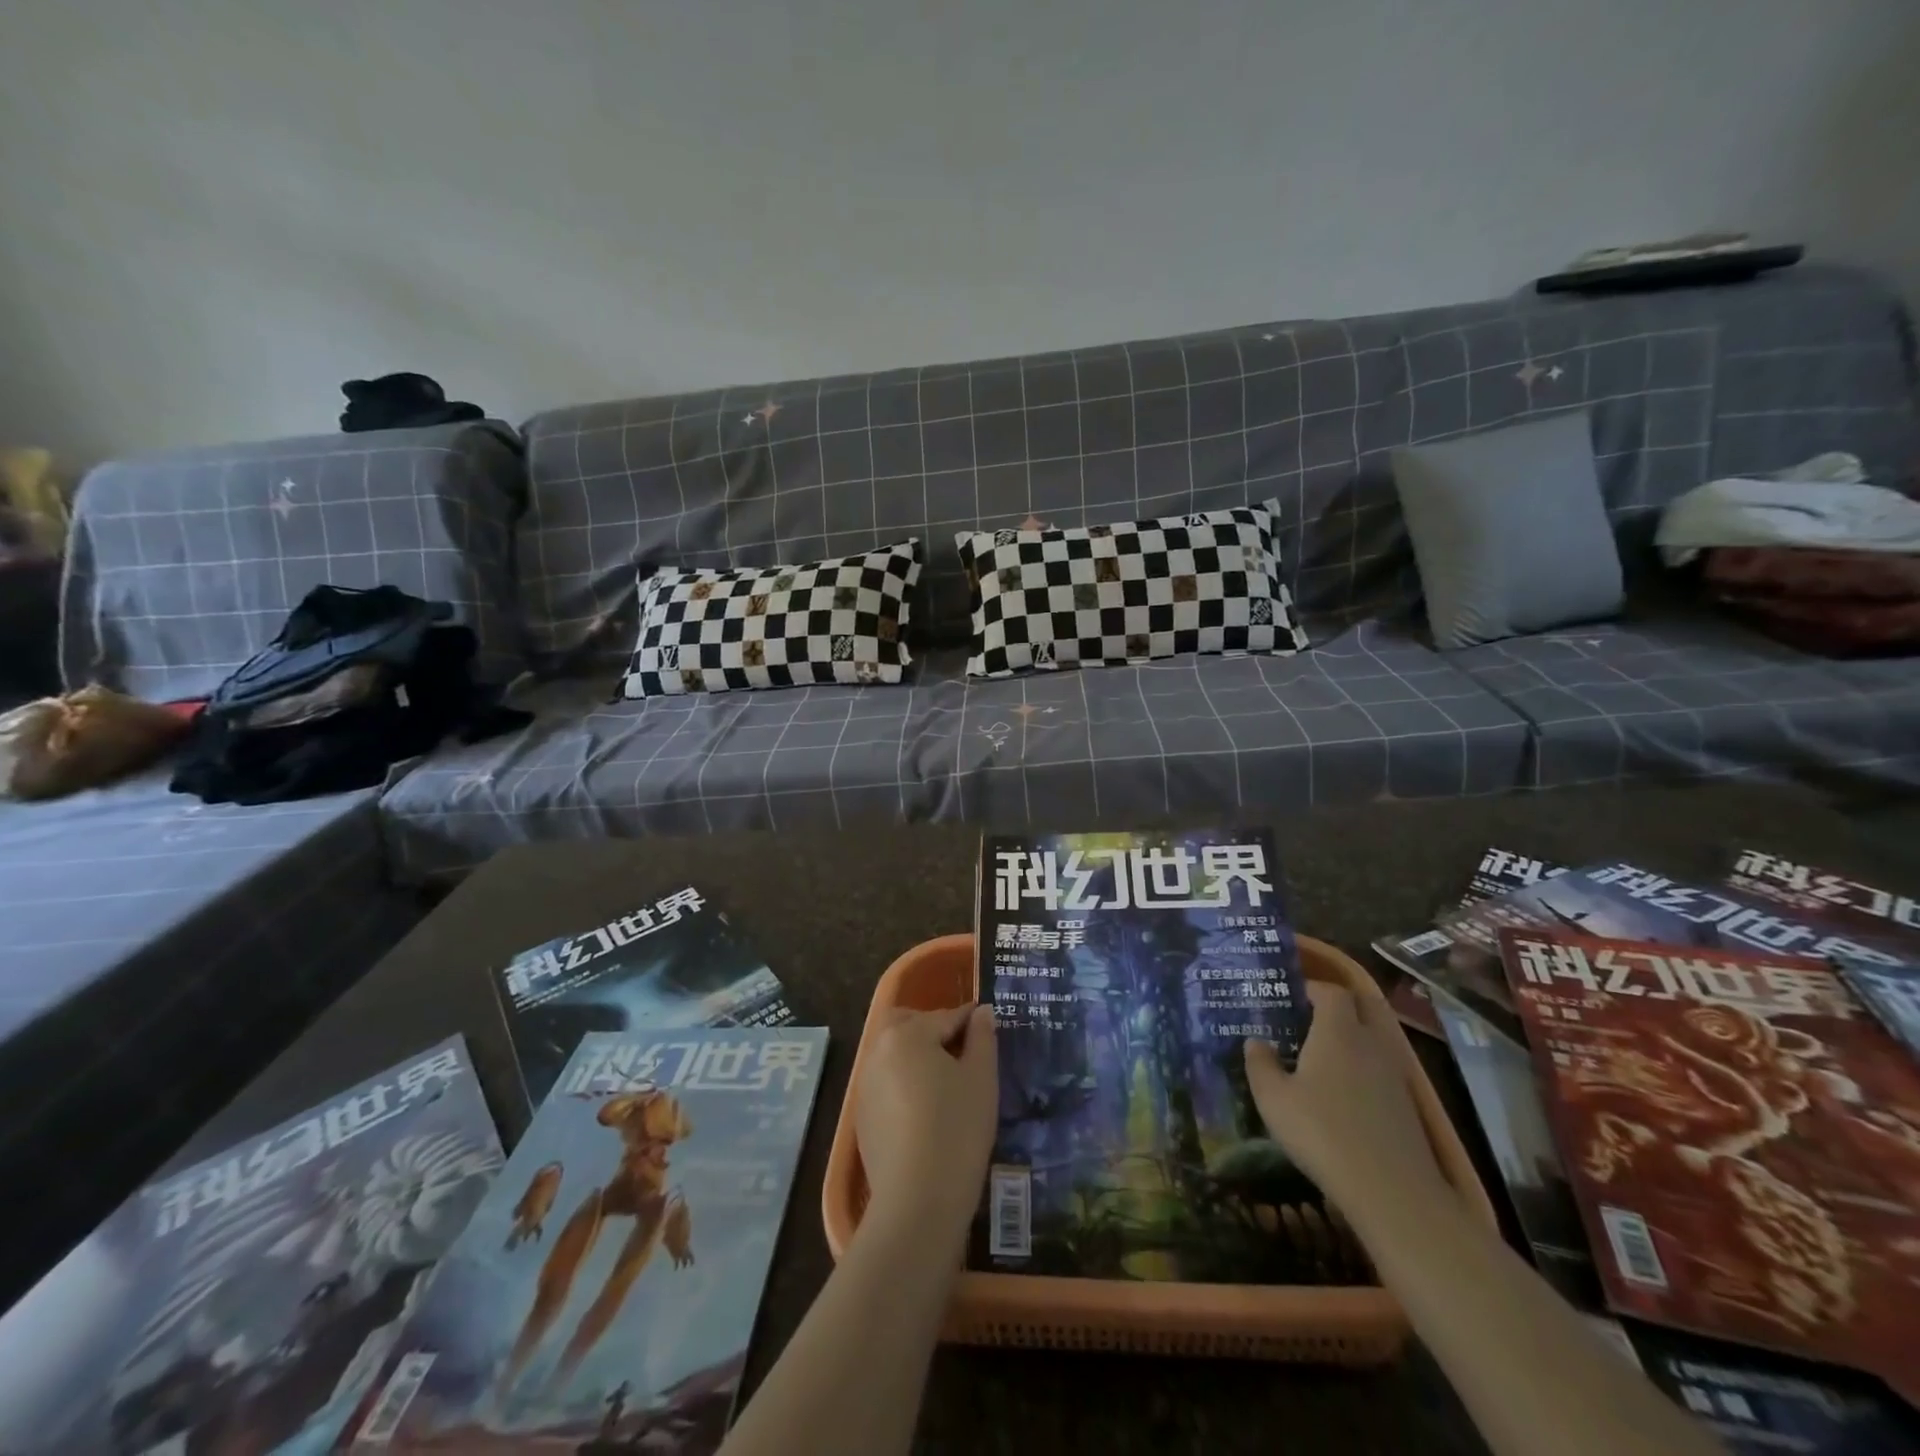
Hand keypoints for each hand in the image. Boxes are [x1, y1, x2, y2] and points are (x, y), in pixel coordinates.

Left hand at [855, 1004, 997, 1235]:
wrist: (916, 1202)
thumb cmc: (957, 1130)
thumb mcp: (981, 1079)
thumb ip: (982, 1038)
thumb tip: (982, 1012)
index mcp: (907, 1034)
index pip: (946, 1016)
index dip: (972, 1021)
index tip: (989, 1027)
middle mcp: (879, 1050)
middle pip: (907, 1023)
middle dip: (933, 1028)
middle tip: (963, 1051)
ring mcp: (865, 1084)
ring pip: (893, 1052)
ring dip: (917, 1055)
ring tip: (947, 1081)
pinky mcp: (862, 1115)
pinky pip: (886, 1082)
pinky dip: (905, 1082)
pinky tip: (926, 1109)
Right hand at [1244, 981, 1448, 1213]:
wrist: (1391, 1190)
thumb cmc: (1322, 1132)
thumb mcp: (1273, 1099)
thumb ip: (1260, 1064)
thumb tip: (1255, 1042)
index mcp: (1338, 1031)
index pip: (1331, 992)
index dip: (1312, 988)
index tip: (1291, 996)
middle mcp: (1371, 1042)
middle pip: (1364, 1005)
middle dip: (1341, 1003)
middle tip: (1313, 1015)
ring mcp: (1394, 1073)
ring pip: (1376, 1036)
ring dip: (1355, 1034)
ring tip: (1325, 1053)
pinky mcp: (1407, 1103)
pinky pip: (1384, 1066)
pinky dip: (1366, 1064)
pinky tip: (1345, 1090)